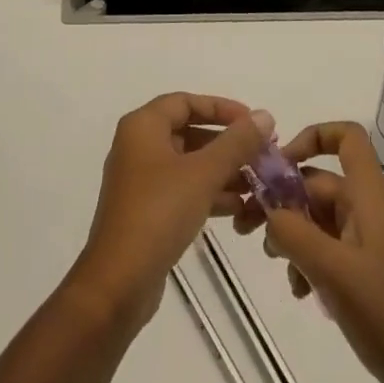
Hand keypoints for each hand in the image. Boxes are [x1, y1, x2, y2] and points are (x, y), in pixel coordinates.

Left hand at [69, 94, 272, 333]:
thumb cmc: (158, 213)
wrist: (119, 281)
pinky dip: (208, 193)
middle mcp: (138, 146)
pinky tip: (238, 209)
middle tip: (261, 155)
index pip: (185, 102)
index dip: (221, 108)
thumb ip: (236, 143)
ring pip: (188, 164)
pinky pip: (183, 189)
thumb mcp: (202, 174)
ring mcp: (141, 179)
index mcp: (142, 126)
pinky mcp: (147, 210)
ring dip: (222, 171)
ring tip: (258, 184)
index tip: (253, 122)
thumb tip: (264, 115)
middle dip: (226, 143)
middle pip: (188, 131)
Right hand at [236, 121, 383, 382]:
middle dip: (281, 200)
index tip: (279, 164)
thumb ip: (292, 231)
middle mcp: (368, 210)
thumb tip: (267, 210)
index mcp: (369, 197)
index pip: (347, 137)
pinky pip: (325, 247)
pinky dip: (305, 260)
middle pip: (318, 182)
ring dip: (290, 234)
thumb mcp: (330, 269)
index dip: (313, 135)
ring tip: (275, 264)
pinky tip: (299, 291)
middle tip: (245, 226)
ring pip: (316, 217)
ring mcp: (366, 240)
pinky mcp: (364, 269)